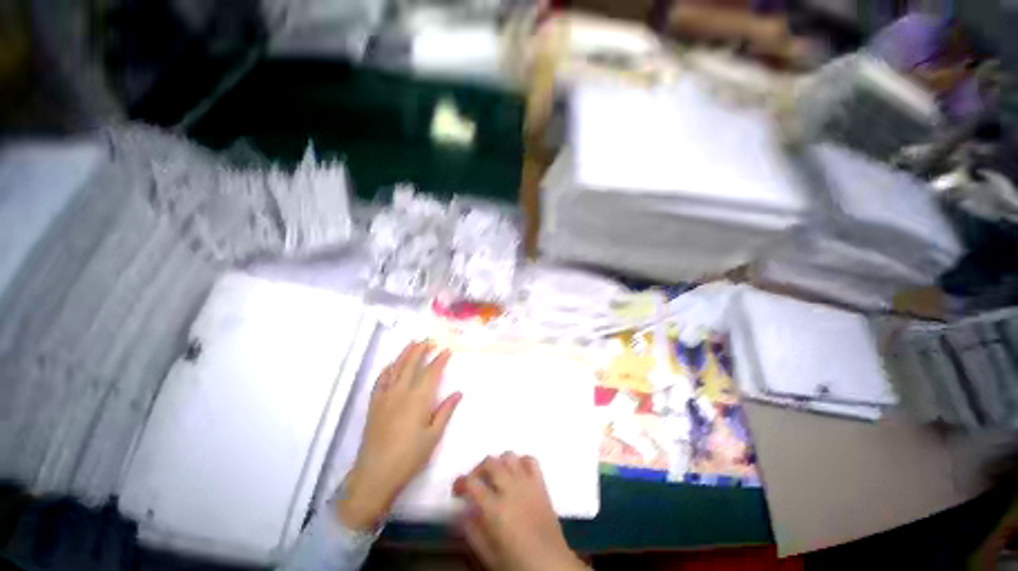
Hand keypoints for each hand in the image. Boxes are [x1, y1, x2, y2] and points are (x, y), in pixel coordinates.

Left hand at [336, 342, 460, 530]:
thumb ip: (446, 411)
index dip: (440, 359)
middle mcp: (402, 392)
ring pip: (396, 368)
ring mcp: (386, 396)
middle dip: (422, 350)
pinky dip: (386, 369)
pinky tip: (391, 364)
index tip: (447, 350)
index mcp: (419, 399)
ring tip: (413, 343)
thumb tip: (458, 392)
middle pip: (412, 364)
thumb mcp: (433, 436)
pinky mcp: (374, 404)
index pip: (432, 372)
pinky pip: (380, 380)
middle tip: (429, 340)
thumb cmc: (409, 456)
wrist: (375, 474)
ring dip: (405, 354)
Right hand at [453, 454, 588, 570]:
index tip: (457, 490)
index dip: (460, 482)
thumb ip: (472, 531)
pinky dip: (520, 462)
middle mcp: (511, 489)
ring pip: (508, 456)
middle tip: (474, 484)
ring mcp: (527, 483)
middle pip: (490, 462)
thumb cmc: (517, 564)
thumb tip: (462, 511)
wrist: (551, 565)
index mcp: (495, 509)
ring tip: (494, 478)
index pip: (472, 483)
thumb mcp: (487, 554)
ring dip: (498, 463)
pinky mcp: (541, 484)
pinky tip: (516, 474)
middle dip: (477, 470)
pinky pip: (530, 461)